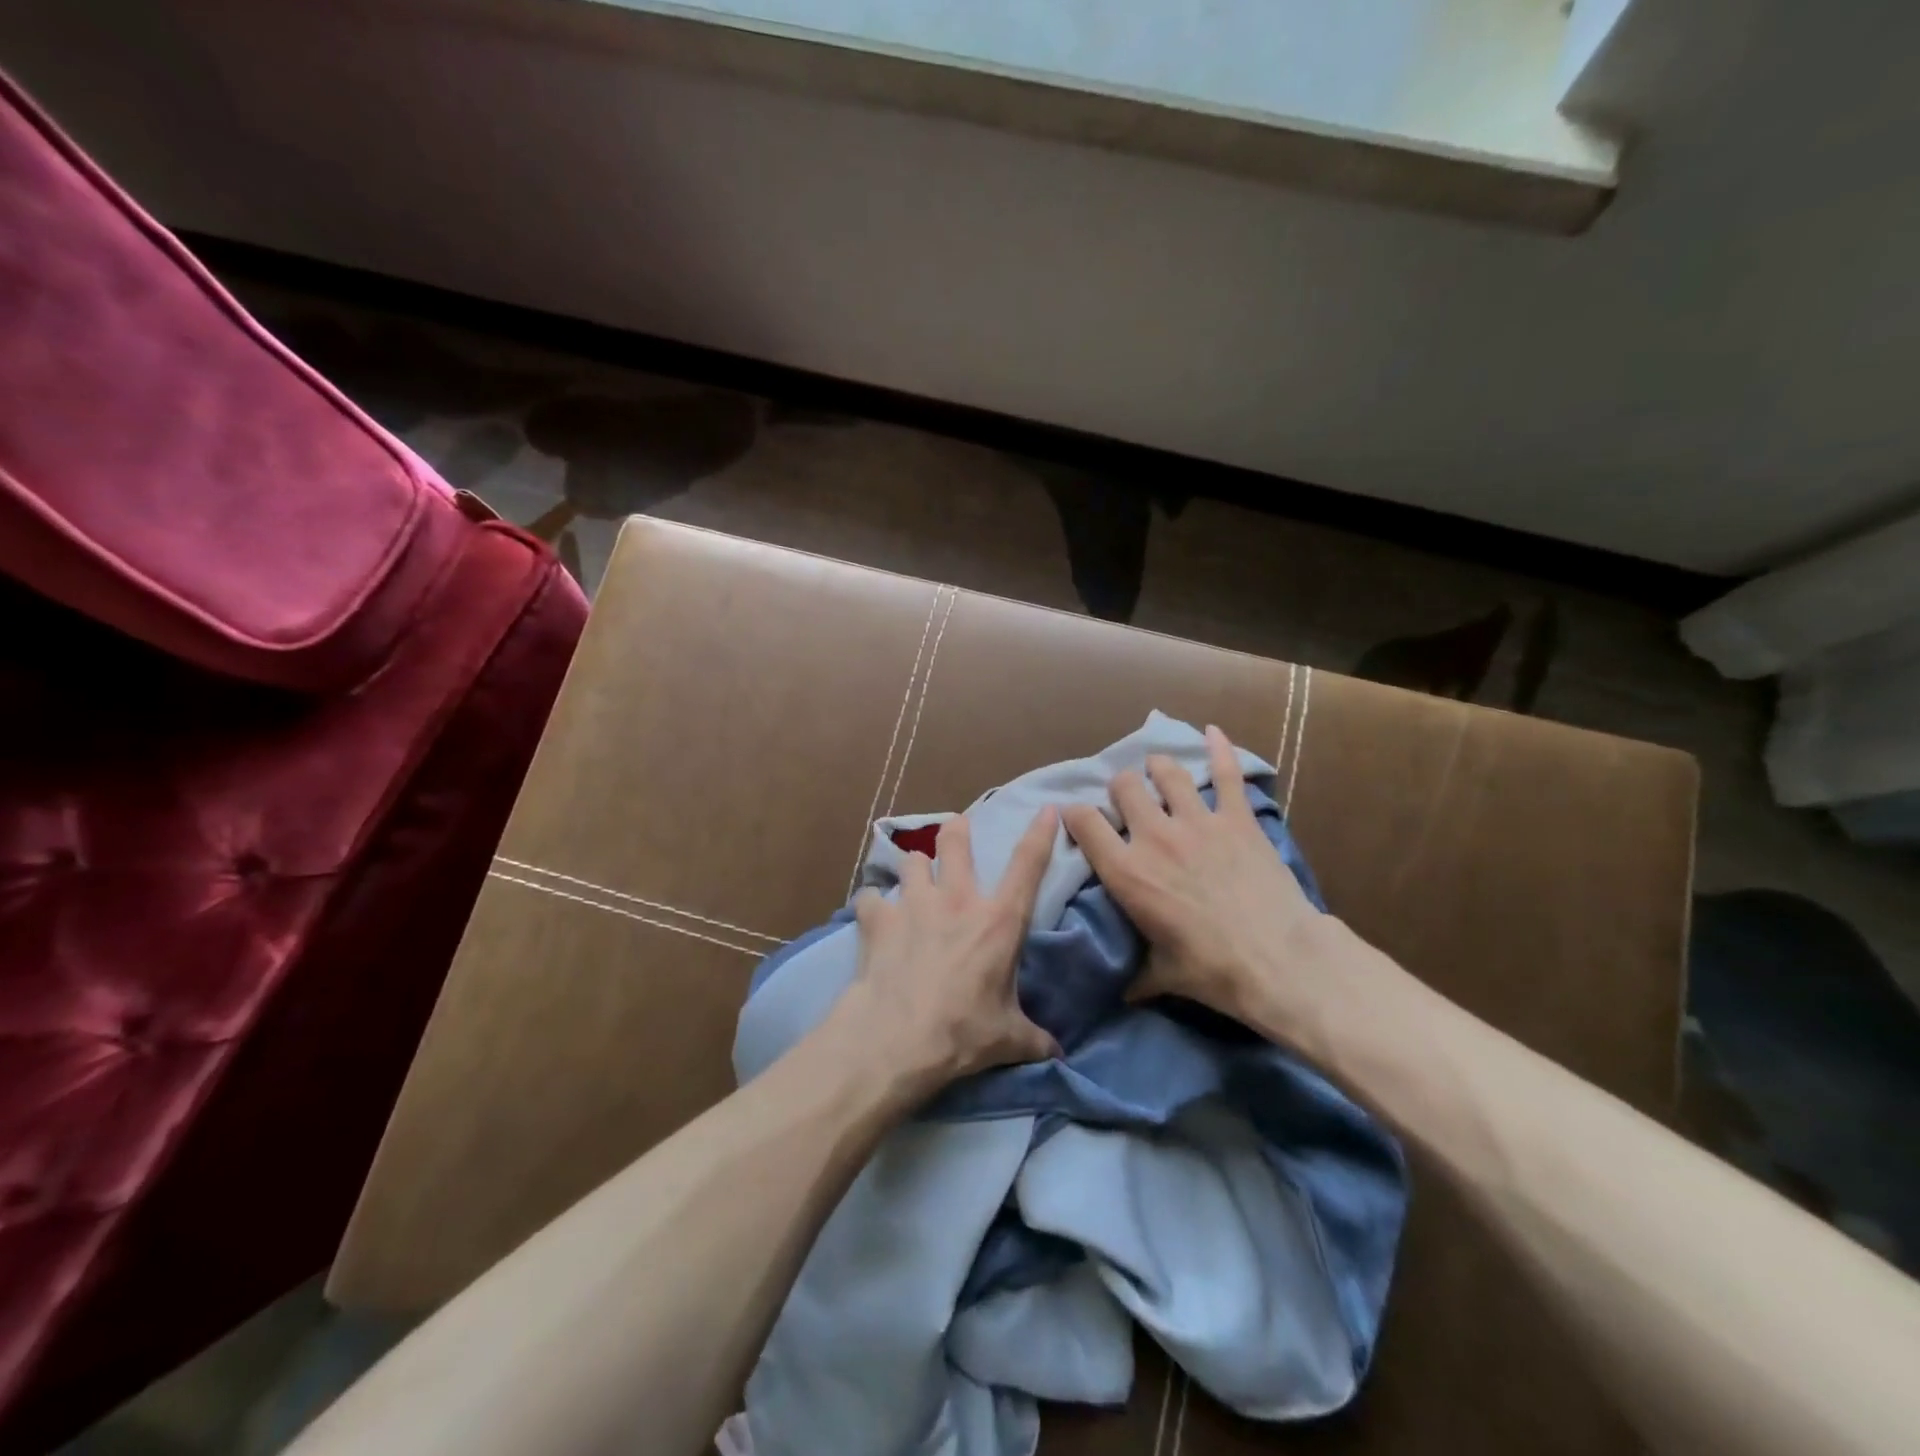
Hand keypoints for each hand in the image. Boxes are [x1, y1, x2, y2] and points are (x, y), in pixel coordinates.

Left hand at [842, 808, 1061, 1086]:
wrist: (896, 1039)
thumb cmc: (962, 1033)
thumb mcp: (1008, 1039)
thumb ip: (1035, 1039)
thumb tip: (1058, 1055)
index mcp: (998, 921)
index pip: (1028, 865)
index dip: (1040, 833)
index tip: (1047, 809)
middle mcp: (957, 900)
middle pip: (955, 843)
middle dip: (957, 831)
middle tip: (956, 830)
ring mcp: (914, 903)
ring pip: (912, 861)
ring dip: (915, 869)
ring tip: (913, 883)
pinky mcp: (878, 918)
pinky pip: (871, 897)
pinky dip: (872, 905)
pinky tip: (872, 917)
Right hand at [1062, 726, 1322, 1023]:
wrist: (1279, 961)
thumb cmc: (1212, 971)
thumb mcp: (1161, 976)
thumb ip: (1134, 976)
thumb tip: (1120, 994)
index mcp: (1127, 872)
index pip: (1084, 823)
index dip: (1074, 814)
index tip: (1076, 817)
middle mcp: (1154, 836)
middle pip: (1123, 787)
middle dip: (1119, 789)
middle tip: (1127, 802)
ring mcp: (1198, 822)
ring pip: (1166, 772)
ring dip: (1157, 768)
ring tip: (1158, 772)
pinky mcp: (1237, 819)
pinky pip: (1227, 773)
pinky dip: (1220, 749)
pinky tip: (1213, 732)